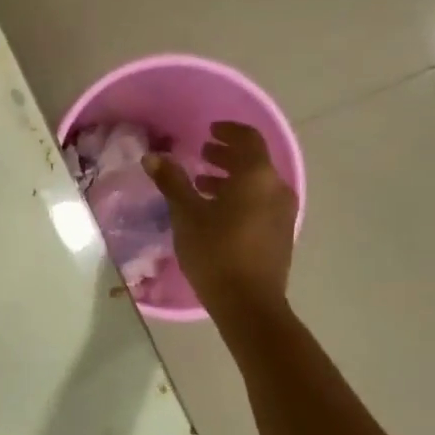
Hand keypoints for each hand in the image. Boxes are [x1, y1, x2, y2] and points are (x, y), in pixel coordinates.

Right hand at [145, 121, 297, 320]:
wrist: (248, 303)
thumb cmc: (215, 252)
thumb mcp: (186, 215)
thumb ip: (172, 182)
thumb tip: (152, 156)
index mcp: (257, 176)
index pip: (248, 139)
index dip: (228, 131)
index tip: (210, 130)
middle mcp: (276, 188)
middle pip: (253, 161)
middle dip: (227, 155)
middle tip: (202, 153)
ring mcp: (282, 213)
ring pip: (257, 184)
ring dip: (231, 179)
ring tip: (203, 183)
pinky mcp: (280, 234)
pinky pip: (260, 203)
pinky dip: (240, 198)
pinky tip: (216, 212)